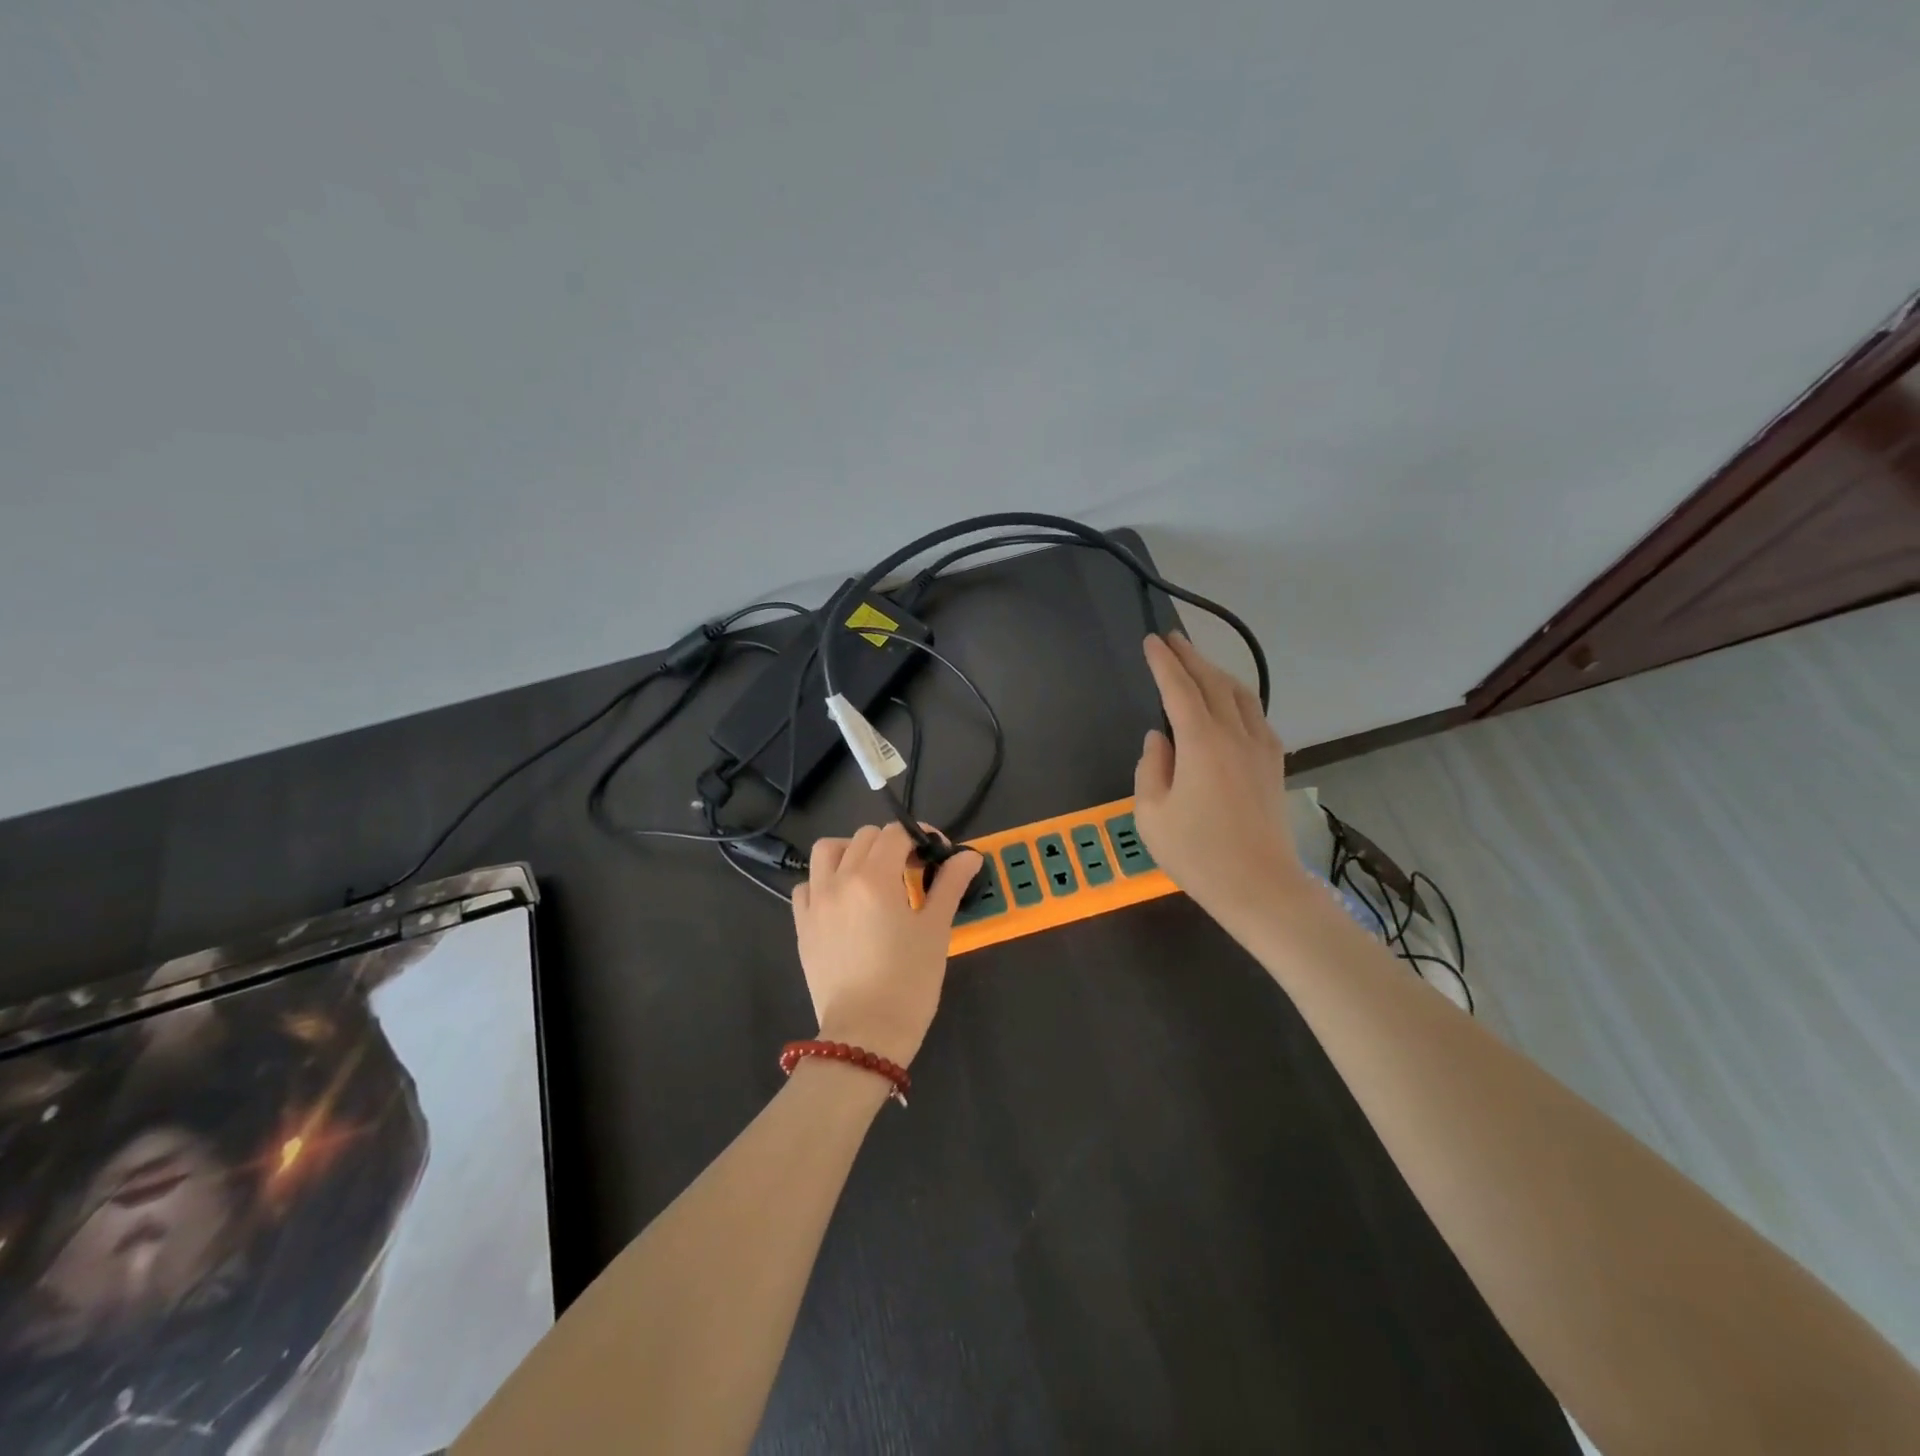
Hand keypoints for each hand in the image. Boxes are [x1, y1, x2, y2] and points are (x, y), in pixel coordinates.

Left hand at [792, 822, 982, 1067]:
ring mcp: (815, 902)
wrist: (865, 1034)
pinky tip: (844, 902)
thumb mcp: (936, 930)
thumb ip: (949, 885)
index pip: (896, 833)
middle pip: (864, 837)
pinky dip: (825, 881)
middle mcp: (839, 880)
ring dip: (852, 852)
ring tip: (872, 876)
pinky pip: (807, 885)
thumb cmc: (909, 982)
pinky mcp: (802, 925)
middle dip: (891, 844)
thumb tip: (968, 856)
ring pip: (828, 851)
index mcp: (874, 877)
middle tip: (912, 871)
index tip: (937, 858)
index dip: (921, 837)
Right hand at [1133, 633, 1309, 930]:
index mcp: (1201, 743)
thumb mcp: (1151, 815)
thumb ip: (1151, 768)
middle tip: (1173, 638)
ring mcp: (1260, 748)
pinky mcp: (1274, 764)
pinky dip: (1238, 698)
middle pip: (1212, 683)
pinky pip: (1256, 716)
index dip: (1163, 663)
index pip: (1178, 689)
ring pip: (1240, 694)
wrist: (1260, 887)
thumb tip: (1160, 739)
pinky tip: (1231, 704)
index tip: (1151, 641)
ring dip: (1217, 673)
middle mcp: (1235, 734)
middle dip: (1190, 657)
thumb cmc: (1197, 854)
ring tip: (1199, 663)